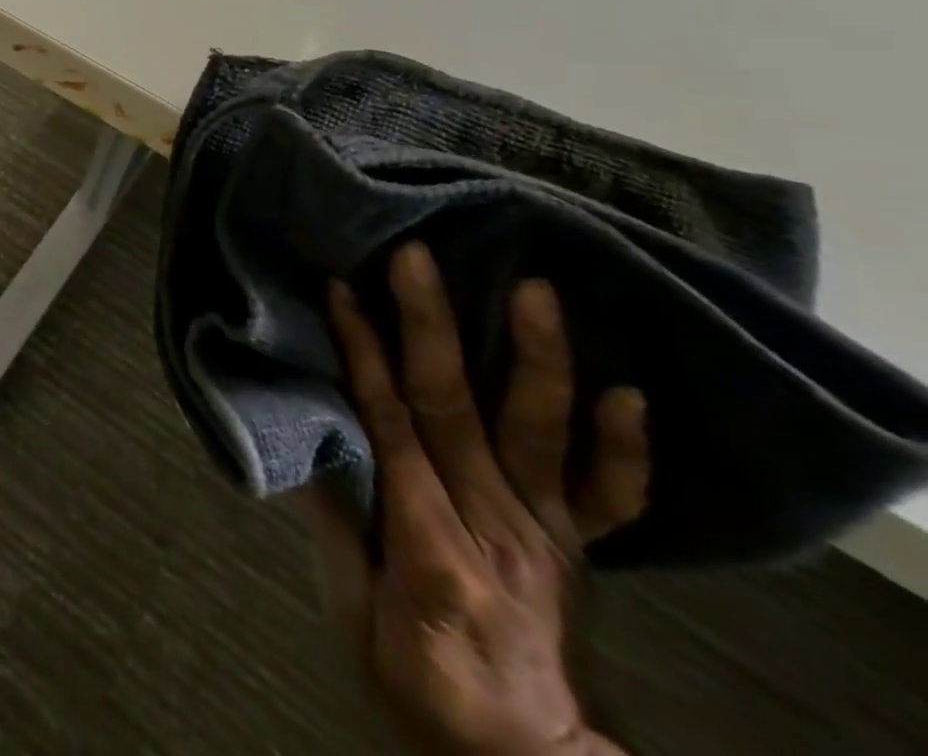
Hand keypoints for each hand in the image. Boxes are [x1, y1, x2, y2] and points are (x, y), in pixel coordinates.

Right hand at [298, 243, 649, 755]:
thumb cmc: (416, 681)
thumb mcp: (351, 614)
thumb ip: (335, 522)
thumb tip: (309, 432)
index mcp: (427, 542)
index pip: (386, 422)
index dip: (361, 352)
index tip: (343, 290)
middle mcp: (492, 524)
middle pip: (453, 407)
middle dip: (429, 325)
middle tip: (416, 258)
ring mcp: (546, 532)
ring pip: (539, 432)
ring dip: (536, 358)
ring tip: (535, 291)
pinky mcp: (578, 544)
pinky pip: (613, 497)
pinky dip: (624, 449)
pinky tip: (629, 393)